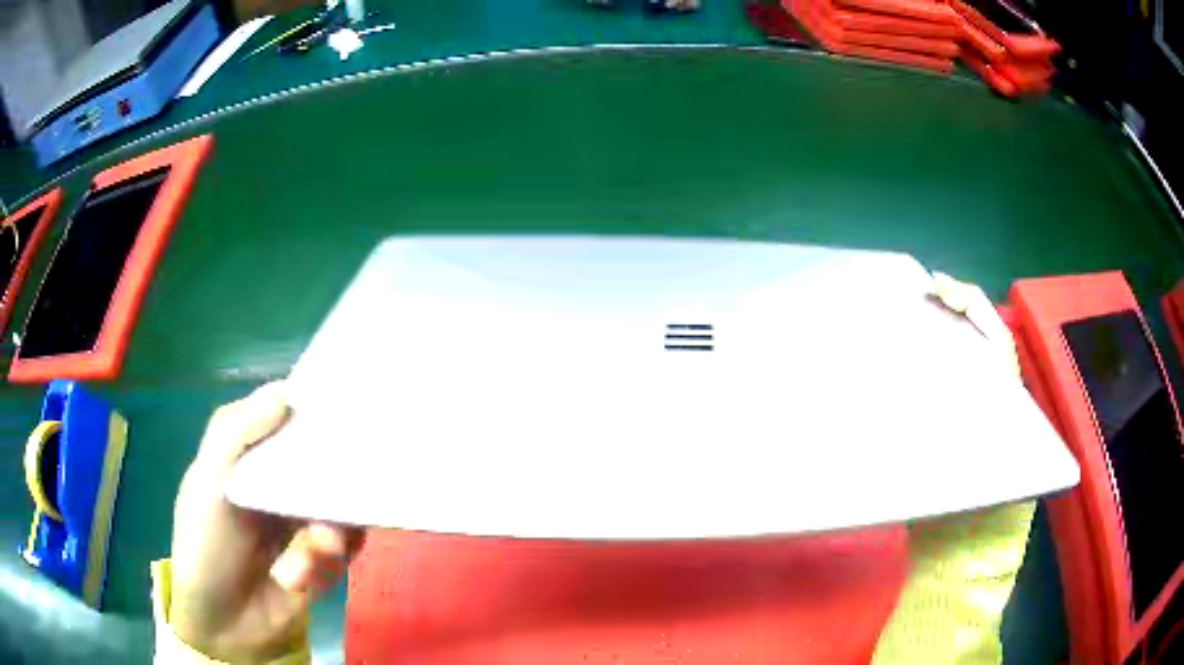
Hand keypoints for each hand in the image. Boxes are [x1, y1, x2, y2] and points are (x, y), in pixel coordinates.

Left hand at [169, 382, 364, 661]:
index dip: (317, 414)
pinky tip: (295, 579)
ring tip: (310, 558)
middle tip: (336, 504)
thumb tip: (286, 391)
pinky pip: (344, 552)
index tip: (346, 415)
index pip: (291, 421)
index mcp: (252, 457)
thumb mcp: (207, 483)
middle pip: (328, 466)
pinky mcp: (322, 561)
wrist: (221, 623)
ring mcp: (304, 524)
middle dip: (335, 488)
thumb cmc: (205, 544)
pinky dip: (322, 566)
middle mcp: (282, 484)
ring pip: (342, 510)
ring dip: (327, 537)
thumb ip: (235, 433)